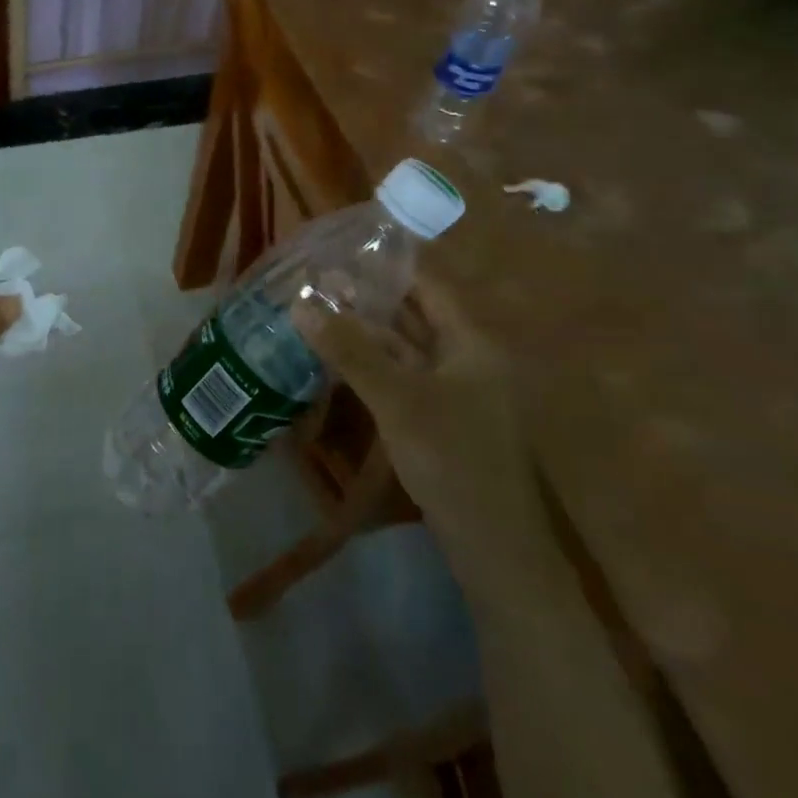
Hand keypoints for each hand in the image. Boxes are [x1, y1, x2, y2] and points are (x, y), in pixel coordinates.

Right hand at [301, 278, 563, 612]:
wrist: (496, 548)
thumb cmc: (454, 459)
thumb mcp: (397, 399)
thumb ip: (350, 350)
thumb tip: (301, 303)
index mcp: (471, 342)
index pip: (427, 285)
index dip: (388, 264)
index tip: (344, 248)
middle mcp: (466, 358)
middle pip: (413, 315)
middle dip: (368, 297)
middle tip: (318, 280)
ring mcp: (454, 392)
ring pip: (404, 348)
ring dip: (365, 332)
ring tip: (318, 313)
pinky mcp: (439, 420)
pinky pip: (401, 377)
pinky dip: (371, 364)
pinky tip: (338, 360)